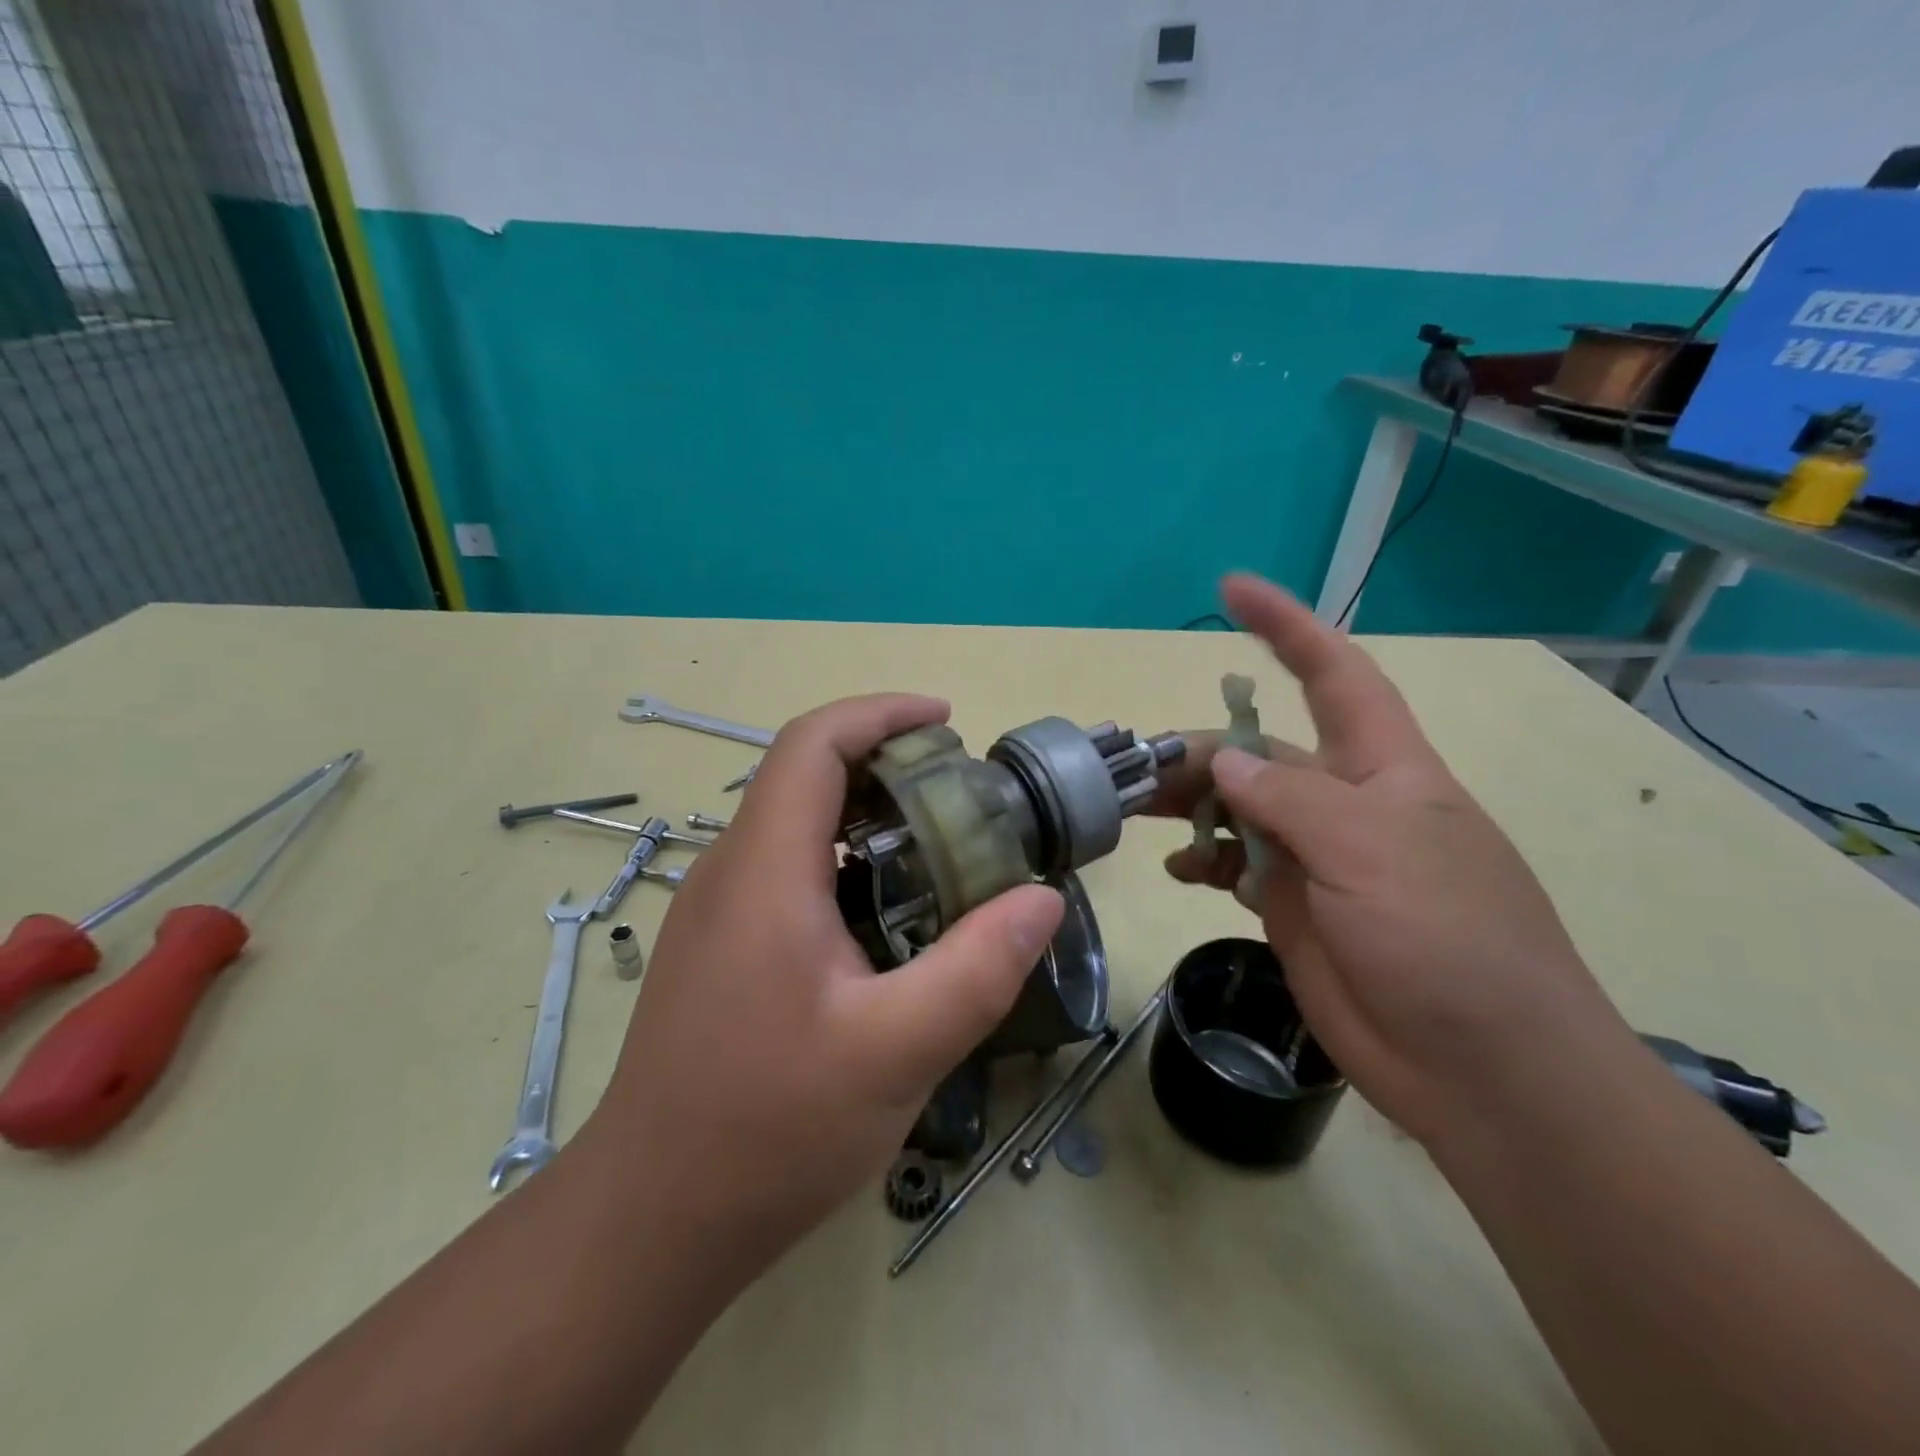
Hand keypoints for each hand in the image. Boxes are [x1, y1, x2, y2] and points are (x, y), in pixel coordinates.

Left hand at [585, 694, 1063, 1269]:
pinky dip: (844, 856)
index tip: (946, 722)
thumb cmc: (770, 1129)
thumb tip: (1041, 899)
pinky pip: (785, 866)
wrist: (654, 1215)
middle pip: (804, 772)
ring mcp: (717, 908)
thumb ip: (977, 969)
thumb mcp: (897, 1051)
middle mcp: (730, 870)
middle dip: (884, 759)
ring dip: (865, 810)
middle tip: (960, 792)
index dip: (880, 713)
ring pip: (795, 820)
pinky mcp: (719, 943)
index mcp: (764, 871)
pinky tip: (888, 913)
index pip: (813, 743)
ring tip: (938, 845)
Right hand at [1153, 575, 1627, 1144]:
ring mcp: (1316, 858)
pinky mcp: (1292, 908)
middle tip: (1138, 770)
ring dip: (1190, 806)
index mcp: (1382, 769)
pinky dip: (1203, 861)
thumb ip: (1290, 799)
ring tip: (1138, 814)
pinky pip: (1235, 866)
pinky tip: (1177, 870)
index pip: (1333, 674)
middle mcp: (1344, 804)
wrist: (1481, 1071)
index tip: (1230, 589)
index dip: (1285, 627)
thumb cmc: (1447, 940)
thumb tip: (1225, 765)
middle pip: (1260, 753)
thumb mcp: (1370, 851)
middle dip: (1202, 751)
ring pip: (1238, 810)